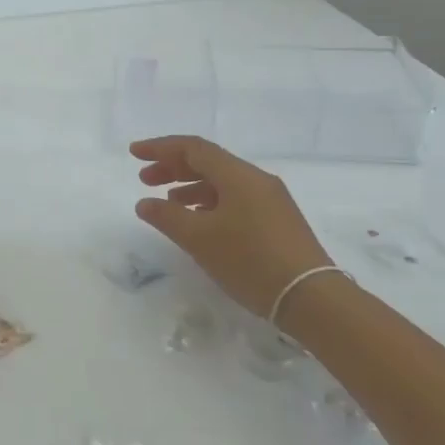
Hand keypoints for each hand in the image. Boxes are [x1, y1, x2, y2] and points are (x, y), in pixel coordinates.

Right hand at [132, 135, 331, 316]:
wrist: (310, 297)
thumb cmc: (249, 261)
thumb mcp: (199, 239)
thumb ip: (167, 216)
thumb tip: (144, 203)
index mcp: (238, 175)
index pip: (193, 148)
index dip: (160, 147)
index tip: (134, 153)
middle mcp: (256, 180)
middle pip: (208, 162)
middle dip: (173, 167)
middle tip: (144, 180)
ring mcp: (270, 200)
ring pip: (221, 182)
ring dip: (190, 186)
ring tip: (166, 202)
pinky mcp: (276, 220)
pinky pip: (234, 199)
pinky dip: (208, 202)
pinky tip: (197, 221)